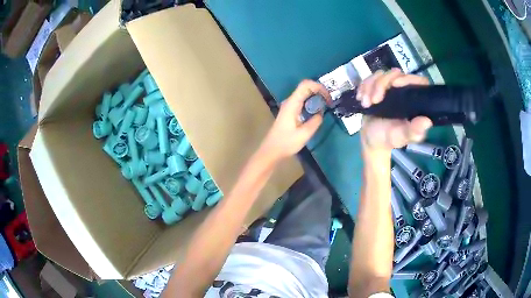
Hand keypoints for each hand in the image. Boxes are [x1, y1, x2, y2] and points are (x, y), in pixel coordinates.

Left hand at [261, 80, 330, 159]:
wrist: (271, 150)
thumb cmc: (286, 143)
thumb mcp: (304, 134)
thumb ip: (315, 121)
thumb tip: (321, 113)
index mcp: (292, 104)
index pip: (305, 85)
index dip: (319, 86)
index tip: (328, 97)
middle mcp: (290, 101)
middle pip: (305, 87)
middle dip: (319, 91)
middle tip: (329, 102)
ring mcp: (289, 106)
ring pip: (304, 94)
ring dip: (316, 97)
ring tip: (326, 106)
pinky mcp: (289, 112)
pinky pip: (302, 101)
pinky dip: (311, 102)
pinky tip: (317, 111)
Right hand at [358, 69, 432, 157]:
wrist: (371, 140)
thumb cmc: (388, 139)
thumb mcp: (401, 137)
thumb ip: (413, 131)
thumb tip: (427, 121)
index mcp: (415, 102)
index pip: (418, 81)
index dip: (408, 79)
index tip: (395, 85)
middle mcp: (404, 92)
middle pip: (396, 74)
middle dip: (381, 84)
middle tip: (374, 101)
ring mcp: (390, 88)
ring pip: (381, 74)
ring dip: (370, 87)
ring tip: (366, 103)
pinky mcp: (377, 87)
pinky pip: (370, 78)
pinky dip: (363, 87)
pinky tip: (361, 98)